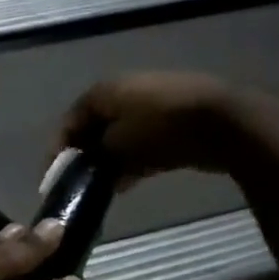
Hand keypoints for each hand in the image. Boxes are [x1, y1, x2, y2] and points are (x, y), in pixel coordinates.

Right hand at [58, 72, 242, 185]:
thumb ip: (95, 156)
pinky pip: (142, 141)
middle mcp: (124, 91)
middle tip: (78, 184)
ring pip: (119, 136)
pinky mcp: (175, 119)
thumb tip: (89, 166)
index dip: (58, 150)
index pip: (69, 121)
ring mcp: (153, 103)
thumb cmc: (160, 129)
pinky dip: (132, 159)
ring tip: (102, 188)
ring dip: (109, 161)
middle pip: (94, 127)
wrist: (225, 123)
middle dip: (85, 156)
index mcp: (104, 91)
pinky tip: (127, 183)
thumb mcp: (117, 146)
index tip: (53, 178)